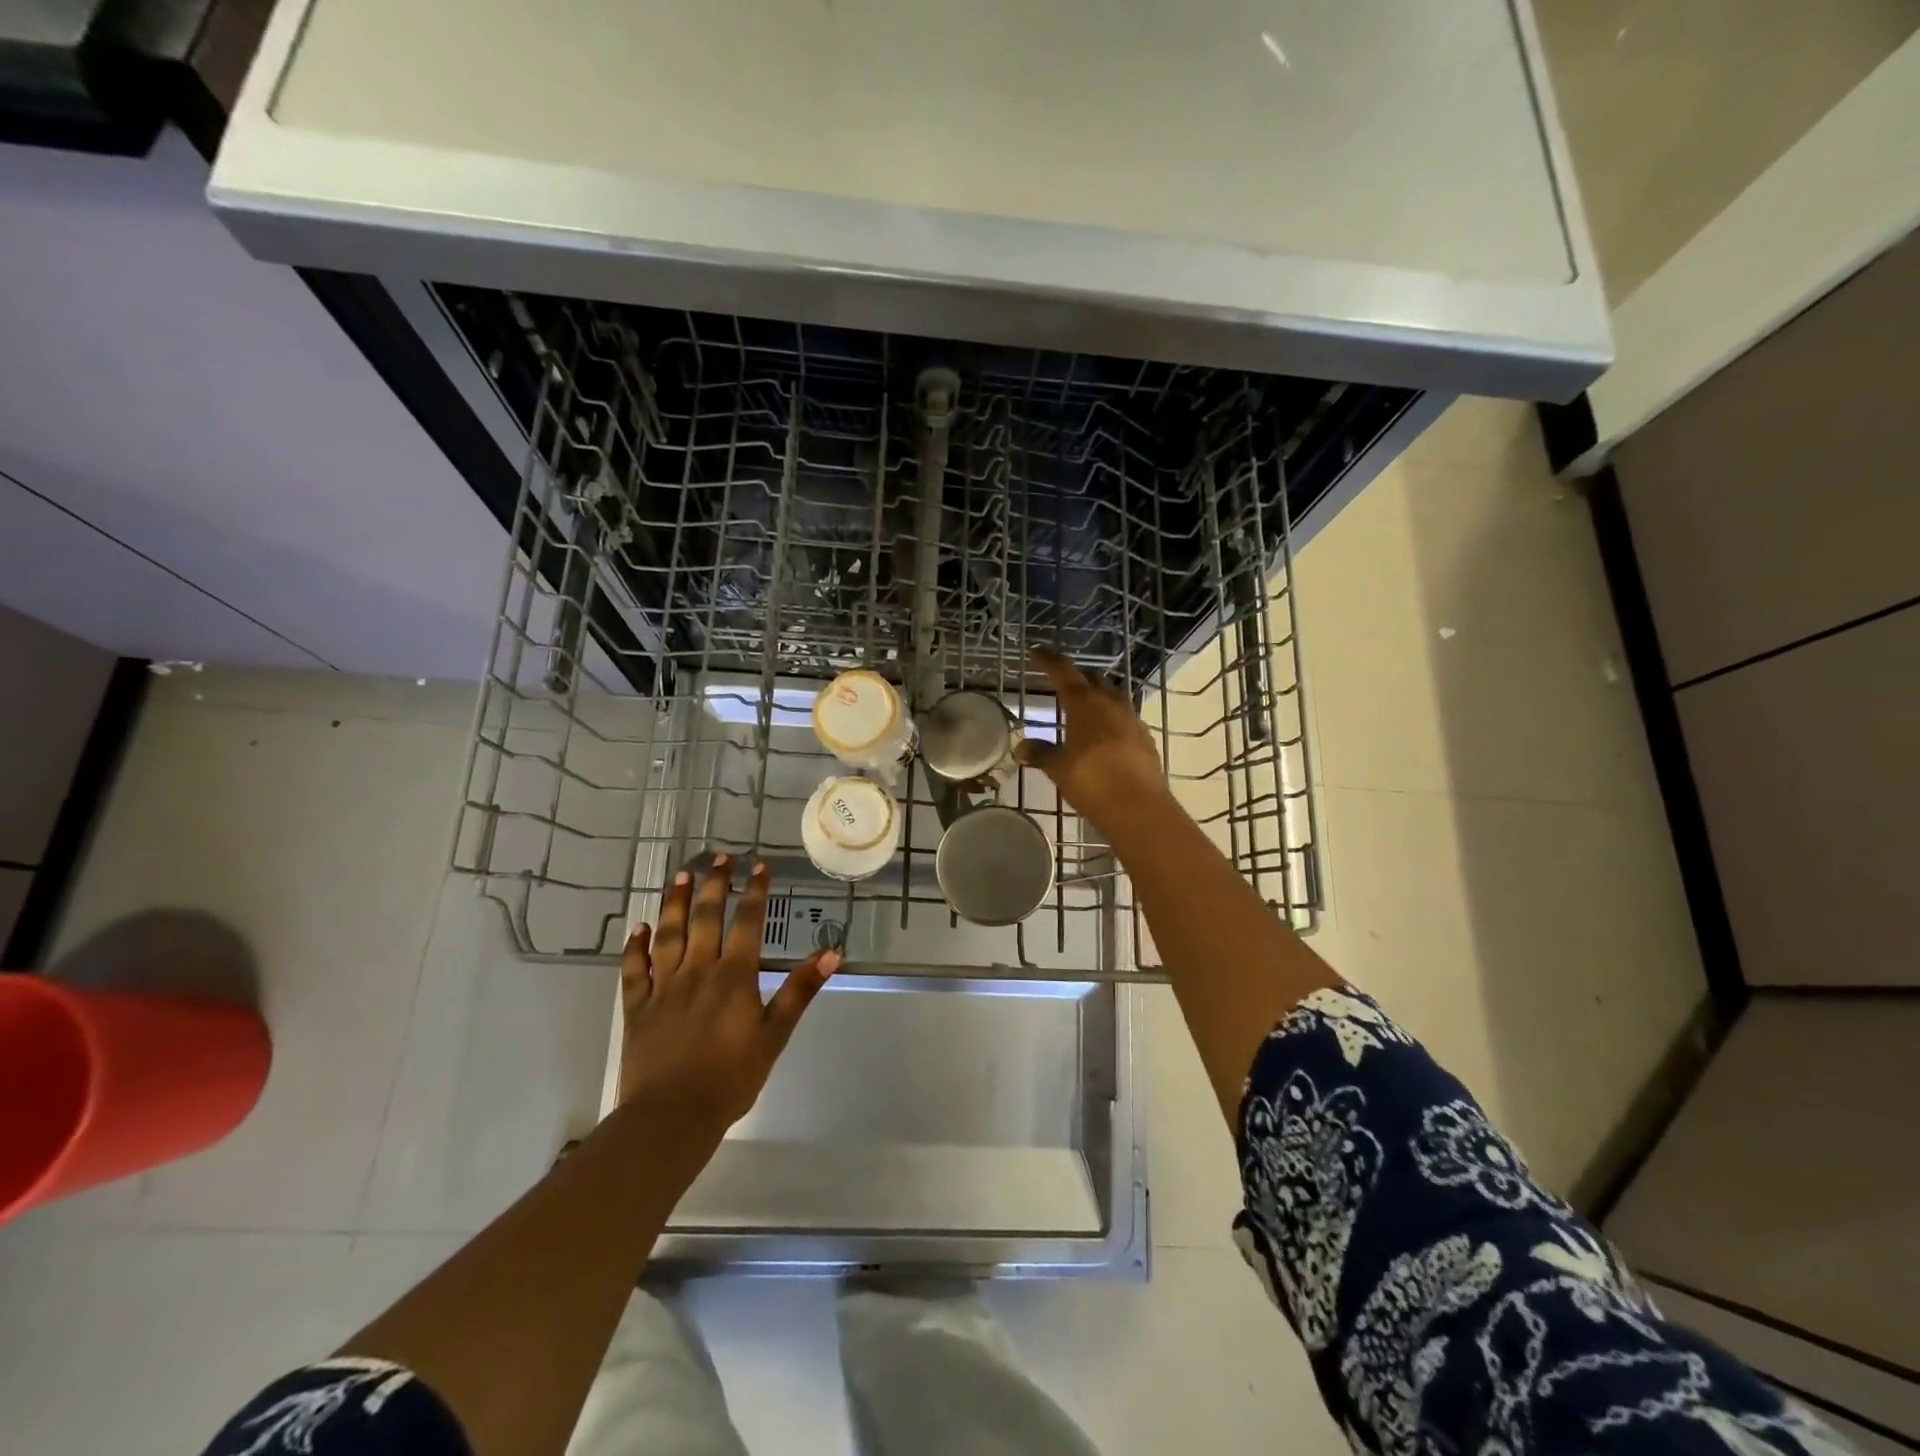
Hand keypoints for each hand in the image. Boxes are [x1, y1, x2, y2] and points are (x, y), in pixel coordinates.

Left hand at [618, 855, 838, 1130]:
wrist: (671, 1117)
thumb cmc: (731, 1077)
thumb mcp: (775, 1034)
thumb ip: (800, 990)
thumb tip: (831, 952)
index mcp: (733, 976)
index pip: (746, 922)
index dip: (753, 892)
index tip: (758, 866)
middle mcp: (697, 971)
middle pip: (704, 918)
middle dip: (713, 884)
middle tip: (718, 857)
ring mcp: (663, 987)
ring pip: (668, 934)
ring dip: (673, 902)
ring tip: (679, 875)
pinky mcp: (637, 1007)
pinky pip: (634, 969)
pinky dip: (634, 946)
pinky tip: (637, 927)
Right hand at [1015, 648, 1167, 826]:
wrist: (1139, 808)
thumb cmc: (1092, 781)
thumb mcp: (1058, 769)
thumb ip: (1041, 753)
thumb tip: (1021, 747)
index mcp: (1085, 704)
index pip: (1064, 672)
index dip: (1049, 661)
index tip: (1037, 652)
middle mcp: (1110, 704)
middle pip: (1092, 680)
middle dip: (1077, 678)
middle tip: (1062, 684)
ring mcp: (1132, 720)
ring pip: (1112, 697)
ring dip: (1097, 697)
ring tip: (1083, 709)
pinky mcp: (1145, 739)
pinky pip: (1125, 719)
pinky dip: (1111, 720)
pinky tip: (1104, 736)